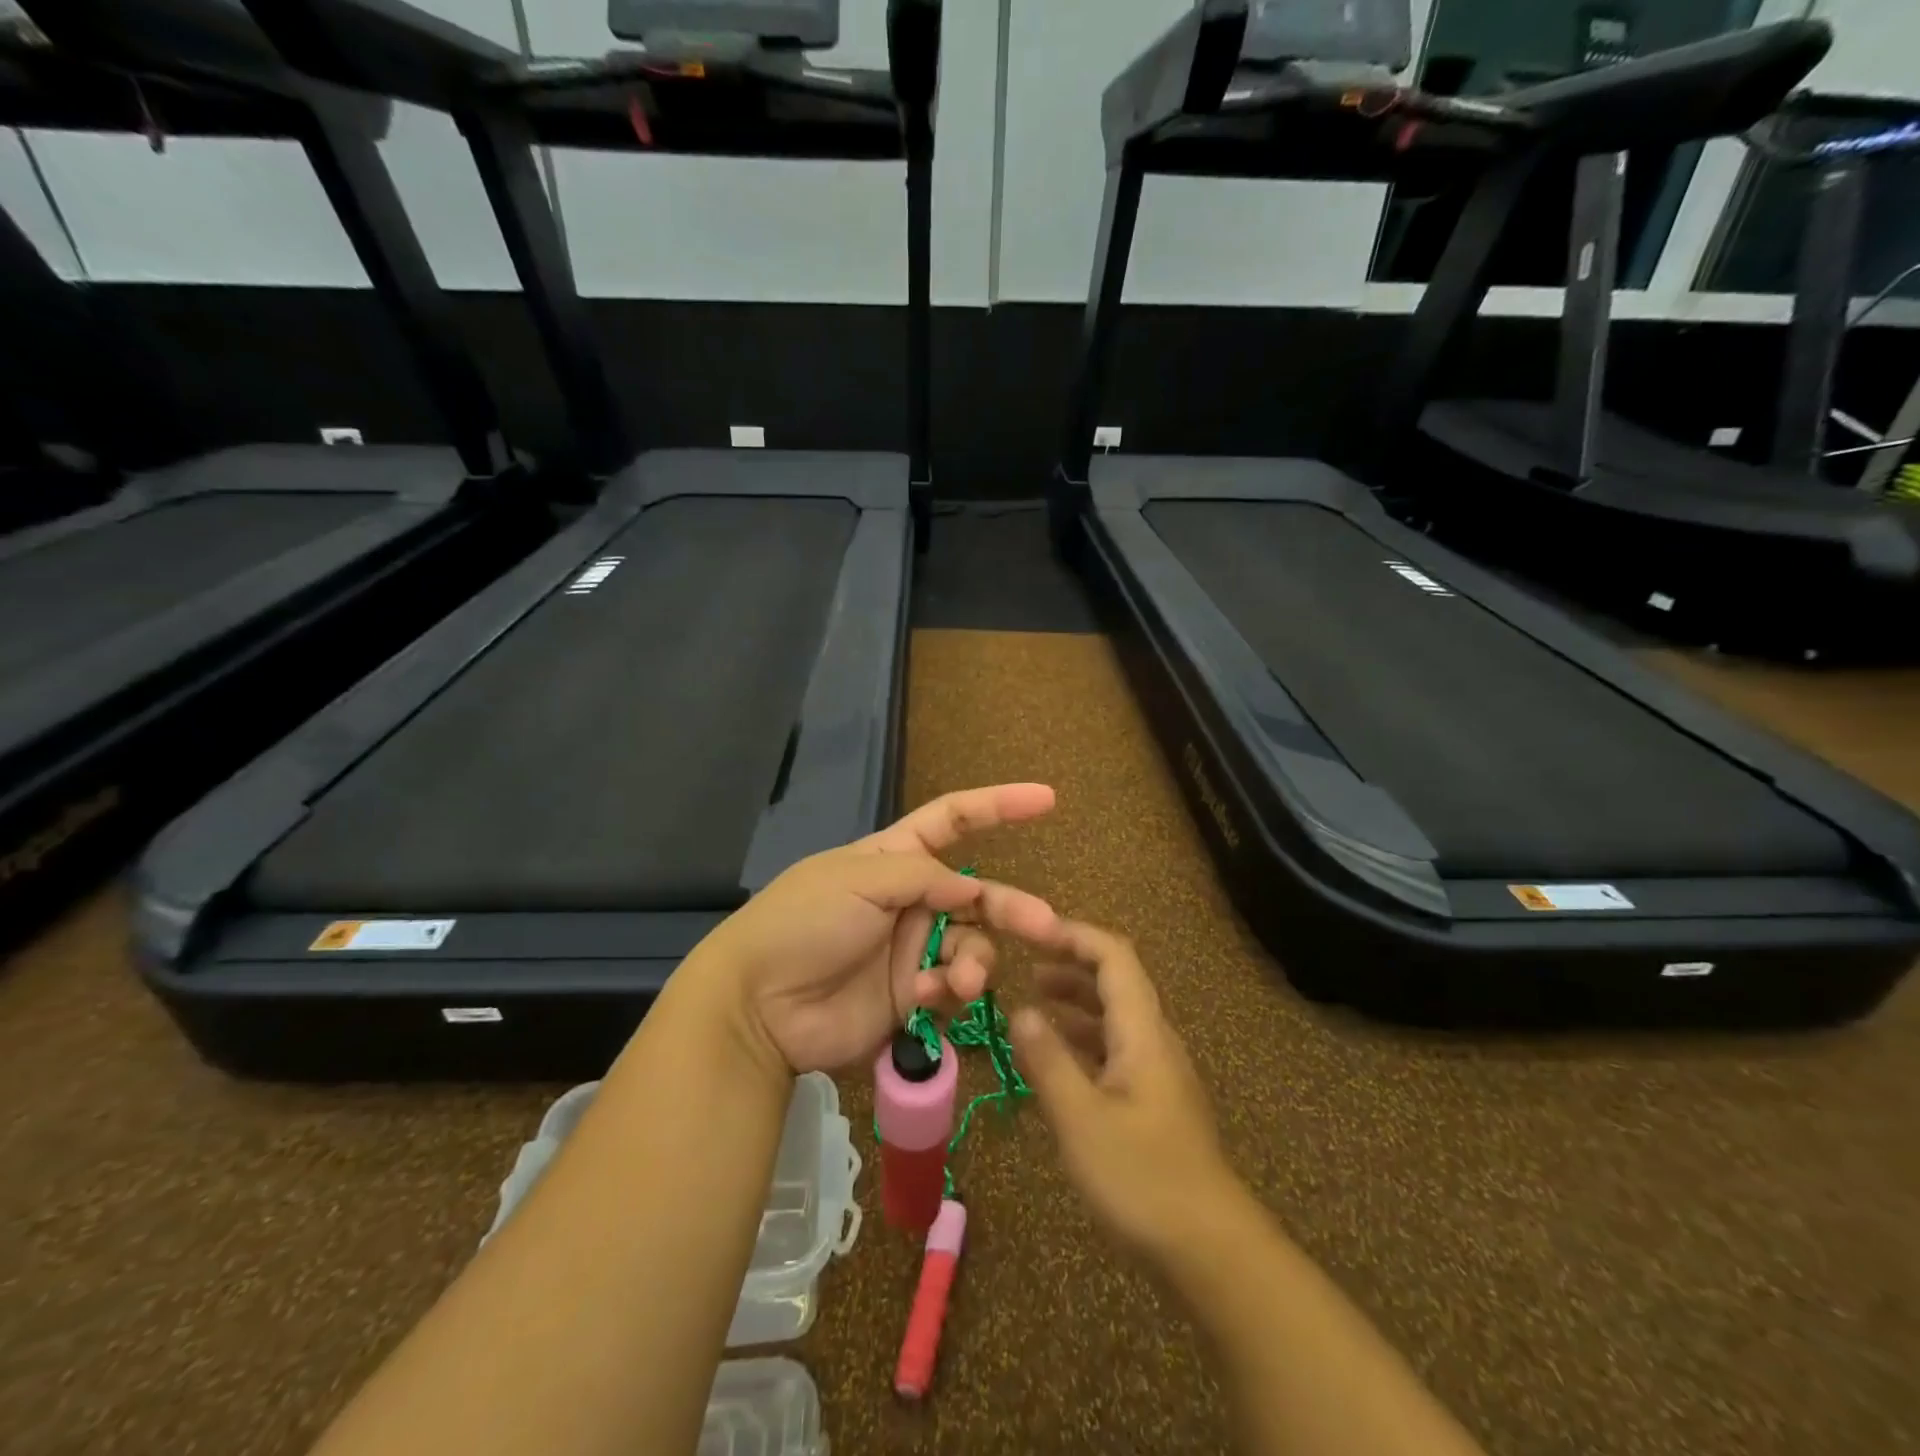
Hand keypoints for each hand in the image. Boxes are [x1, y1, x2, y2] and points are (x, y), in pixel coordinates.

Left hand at [690, 784, 1059, 1077]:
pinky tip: (926, 996)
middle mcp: (909, 900)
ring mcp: (910, 949)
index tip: (1047, 799)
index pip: (953, 820)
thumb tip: (972, 887)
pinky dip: (949, 991)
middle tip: (1046, 926)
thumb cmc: (804, 922)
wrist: (758, 1005)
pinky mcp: (908, 996)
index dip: (998, 806)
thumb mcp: (859, 879)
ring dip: (977, 960)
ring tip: (962, 979)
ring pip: (971, 946)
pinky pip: (950, 988)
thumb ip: (924, 876)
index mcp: (893, 857)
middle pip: (976, 894)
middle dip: (1011, 907)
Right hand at [1011, 921, 1242, 1259]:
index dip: (1075, 934)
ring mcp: (1158, 1071)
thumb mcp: (1081, 1118)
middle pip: (1116, 980)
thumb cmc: (1142, 1177)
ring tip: (1033, 1000)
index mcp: (1142, 1031)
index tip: (1032, 932)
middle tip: (1024, 962)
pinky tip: (1057, 1058)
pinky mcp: (1154, 1101)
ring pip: (1115, 1016)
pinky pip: (1116, 1048)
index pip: (1114, 956)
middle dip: (1071, 962)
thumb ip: (1048, 1061)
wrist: (1210, 1248)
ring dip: (1076, 1000)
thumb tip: (1020, 1011)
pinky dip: (1084, 1038)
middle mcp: (1154, 1040)